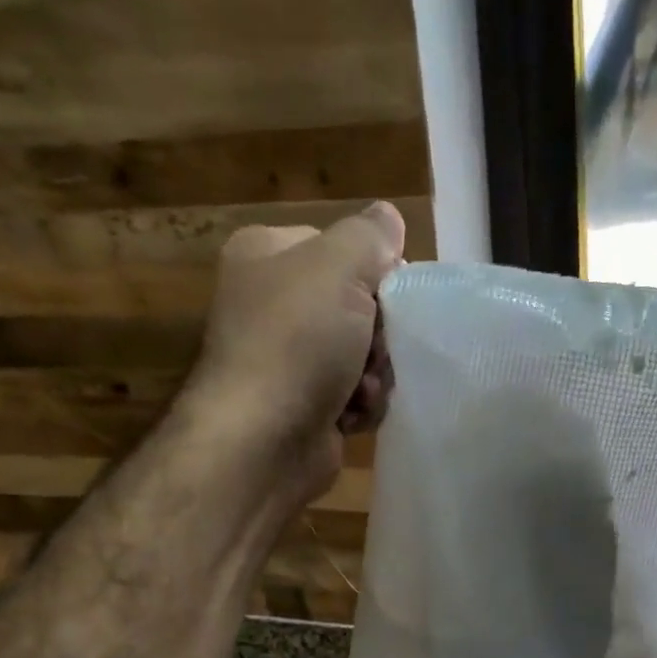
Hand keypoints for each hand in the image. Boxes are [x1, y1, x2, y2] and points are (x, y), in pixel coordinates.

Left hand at [190, 201, 404, 510]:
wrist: (263, 439)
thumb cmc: (298, 342)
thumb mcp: (339, 267)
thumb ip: (370, 235)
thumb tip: (388, 218)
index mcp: (268, 255)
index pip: (343, 249)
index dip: (377, 274)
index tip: (393, 299)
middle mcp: (272, 303)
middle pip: (358, 306)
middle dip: (378, 335)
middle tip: (374, 351)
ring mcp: (287, 358)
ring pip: (362, 355)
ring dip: (374, 374)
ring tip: (359, 389)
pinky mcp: (304, 405)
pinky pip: (353, 394)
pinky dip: (360, 405)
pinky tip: (350, 417)